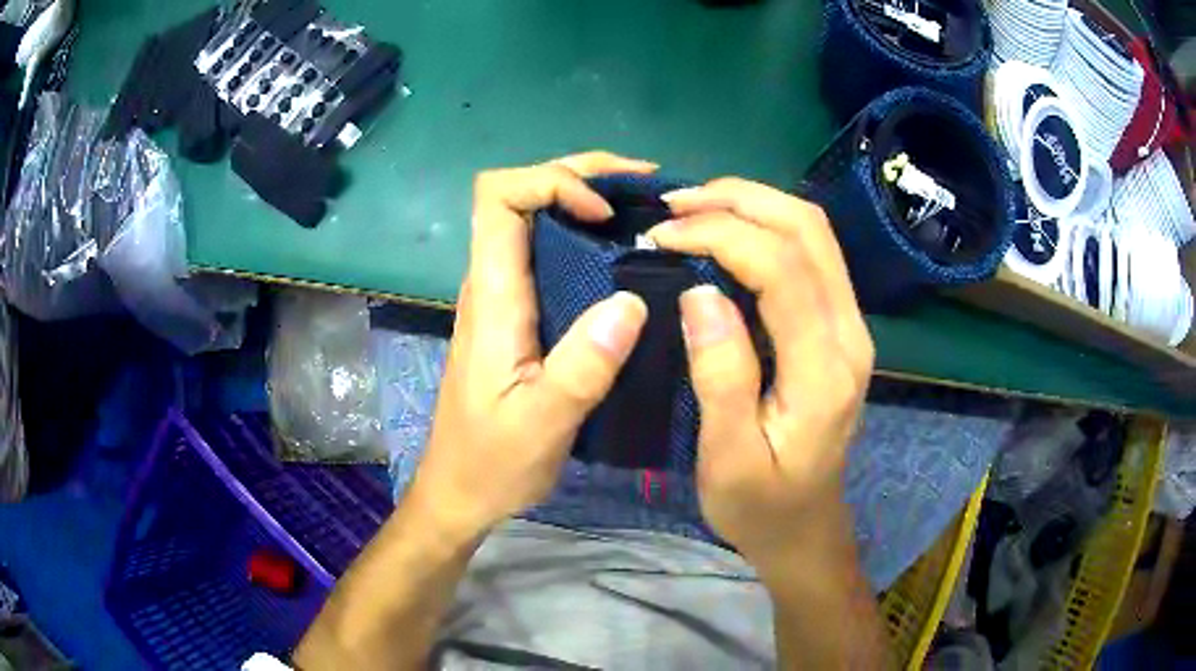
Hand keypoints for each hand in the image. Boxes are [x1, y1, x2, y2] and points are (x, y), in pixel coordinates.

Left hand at [408, 151, 655, 541]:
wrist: (459, 492)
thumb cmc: (491, 463)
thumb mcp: (542, 424)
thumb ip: (584, 365)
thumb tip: (633, 300)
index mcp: (492, 297)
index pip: (498, 197)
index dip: (551, 182)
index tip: (604, 212)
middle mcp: (492, 284)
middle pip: (521, 195)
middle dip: (582, 175)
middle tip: (647, 187)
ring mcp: (503, 298)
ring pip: (536, 221)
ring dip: (588, 201)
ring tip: (648, 212)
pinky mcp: (517, 317)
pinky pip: (549, 255)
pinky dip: (588, 238)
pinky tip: (626, 257)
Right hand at [648, 178, 874, 574]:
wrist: (807, 528)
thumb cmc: (762, 506)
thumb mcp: (728, 459)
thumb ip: (722, 376)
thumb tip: (699, 293)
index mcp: (824, 369)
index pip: (783, 267)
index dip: (721, 235)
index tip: (662, 237)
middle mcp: (850, 334)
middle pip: (809, 229)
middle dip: (741, 200)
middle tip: (676, 205)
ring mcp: (850, 326)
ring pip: (814, 233)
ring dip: (754, 205)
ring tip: (694, 208)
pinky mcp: (838, 327)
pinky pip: (810, 254)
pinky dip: (766, 228)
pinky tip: (725, 233)